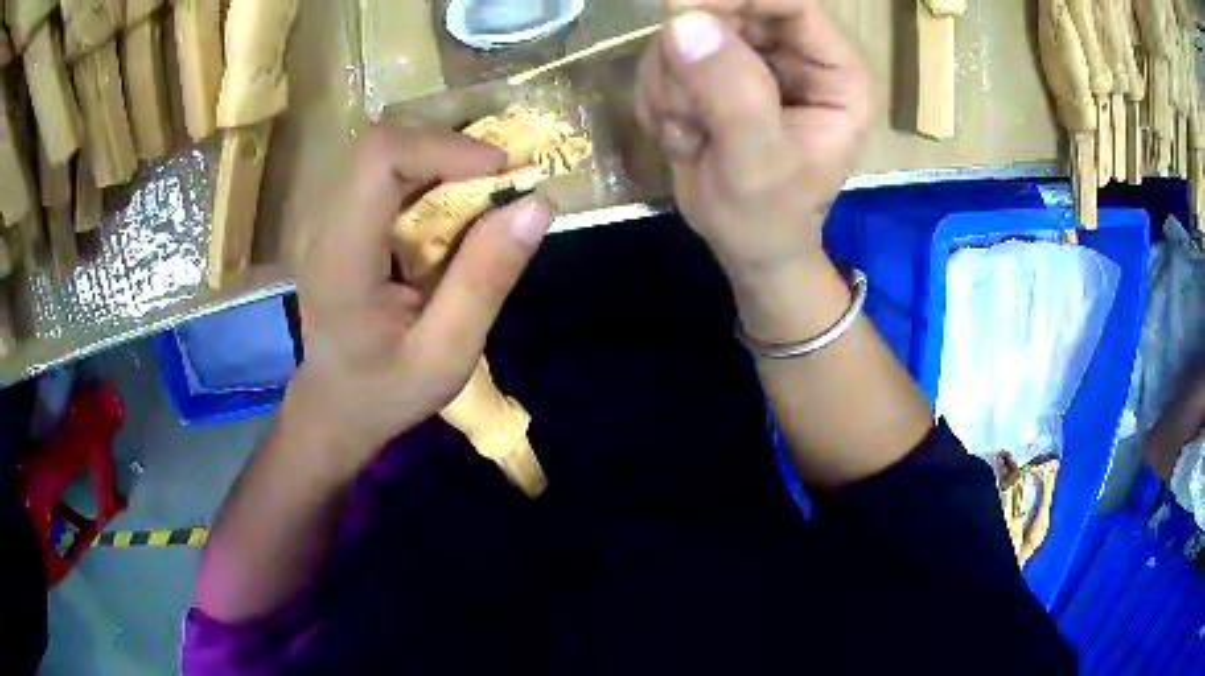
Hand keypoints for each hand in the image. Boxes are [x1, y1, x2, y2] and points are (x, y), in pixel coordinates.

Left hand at [286, 125, 552, 476]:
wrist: (336, 404)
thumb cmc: (387, 389)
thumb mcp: (448, 354)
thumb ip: (486, 280)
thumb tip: (537, 204)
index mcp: (340, 256)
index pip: (380, 157)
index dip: (445, 148)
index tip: (503, 172)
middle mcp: (320, 221)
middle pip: (384, 141)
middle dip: (450, 149)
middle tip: (500, 181)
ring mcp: (321, 215)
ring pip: (385, 148)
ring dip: (441, 157)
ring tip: (481, 193)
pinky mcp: (333, 216)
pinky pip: (382, 169)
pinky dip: (427, 172)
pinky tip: (449, 206)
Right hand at [636, 0, 870, 278]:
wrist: (745, 245)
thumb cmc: (769, 216)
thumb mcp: (757, 164)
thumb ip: (732, 93)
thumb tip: (685, 21)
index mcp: (834, 70)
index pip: (788, 1)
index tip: (680, 14)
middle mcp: (796, 52)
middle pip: (728, 6)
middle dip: (691, 57)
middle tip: (684, 110)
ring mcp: (753, 56)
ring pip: (687, 28)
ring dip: (671, 81)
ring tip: (690, 134)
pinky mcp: (716, 68)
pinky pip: (667, 53)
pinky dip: (659, 92)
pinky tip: (680, 133)